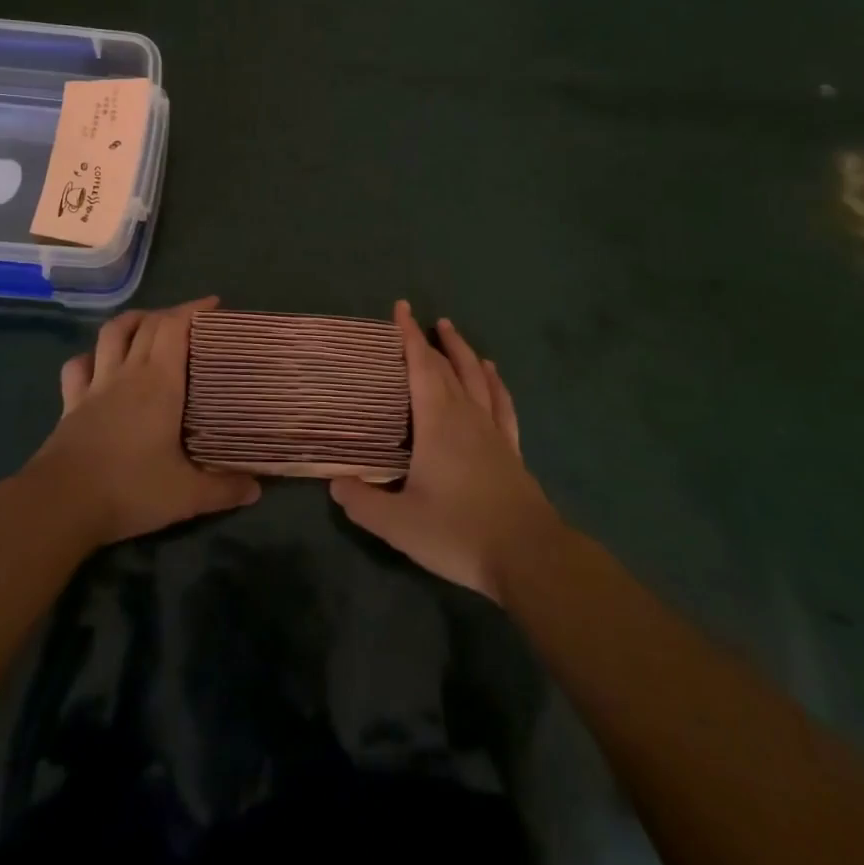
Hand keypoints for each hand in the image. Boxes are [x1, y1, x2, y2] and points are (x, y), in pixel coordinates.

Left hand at [25, 297, 260, 546]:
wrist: (60, 504)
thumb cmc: (129, 489)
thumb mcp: (186, 495)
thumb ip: (224, 489)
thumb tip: (257, 490)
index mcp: (159, 382)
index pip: (175, 327)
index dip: (194, 309)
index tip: (214, 305)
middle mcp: (128, 373)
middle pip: (147, 324)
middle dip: (171, 314)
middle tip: (191, 321)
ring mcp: (95, 385)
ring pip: (111, 334)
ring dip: (131, 321)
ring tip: (147, 324)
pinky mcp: (71, 403)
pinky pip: (78, 366)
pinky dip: (91, 356)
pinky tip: (99, 363)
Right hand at [331, 301, 556, 601]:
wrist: (528, 556)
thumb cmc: (459, 532)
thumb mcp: (399, 524)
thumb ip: (363, 502)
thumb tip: (335, 483)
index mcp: (438, 422)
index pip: (421, 366)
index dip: (409, 336)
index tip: (401, 308)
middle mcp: (466, 415)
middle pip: (447, 367)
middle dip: (429, 340)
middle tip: (417, 320)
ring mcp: (492, 430)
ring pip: (476, 377)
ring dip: (462, 351)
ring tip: (451, 329)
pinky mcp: (510, 449)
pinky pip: (501, 402)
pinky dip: (494, 382)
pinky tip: (491, 373)